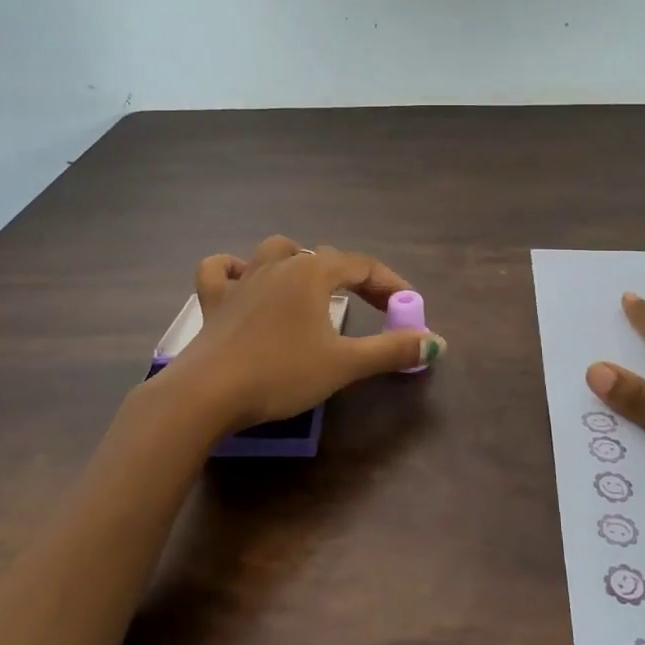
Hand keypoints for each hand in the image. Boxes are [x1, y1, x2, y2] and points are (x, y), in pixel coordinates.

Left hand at [154, 235, 444, 436]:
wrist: (208, 393)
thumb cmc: (282, 373)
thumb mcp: (344, 365)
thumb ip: (391, 350)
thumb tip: (436, 342)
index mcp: (313, 272)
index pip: (363, 266)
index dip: (391, 285)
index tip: (409, 309)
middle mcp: (279, 264)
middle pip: (325, 258)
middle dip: (355, 279)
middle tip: (374, 309)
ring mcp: (242, 279)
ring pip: (276, 251)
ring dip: (298, 262)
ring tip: (311, 286)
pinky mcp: (213, 300)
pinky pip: (220, 270)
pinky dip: (233, 269)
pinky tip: (242, 279)